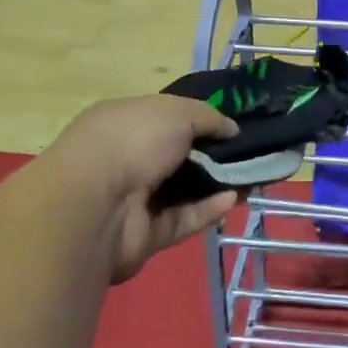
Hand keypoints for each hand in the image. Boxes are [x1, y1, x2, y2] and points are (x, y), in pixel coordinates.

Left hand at [40, 95, 238, 280]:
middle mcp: (126, 158)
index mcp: (125, 122)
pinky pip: (181, 220)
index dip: (198, 121)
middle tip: (249, 154)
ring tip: (252, 178)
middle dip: (212, 155)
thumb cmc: (132, 141)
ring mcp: (133, 199)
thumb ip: (209, 117)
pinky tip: (233, 199)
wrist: (95, 205)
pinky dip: (207, 210)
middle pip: (177, 156)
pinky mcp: (143, 235)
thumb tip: (232, 129)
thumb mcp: (177, 112)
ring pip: (182, 191)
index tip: (231, 126)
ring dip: (216, 184)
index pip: (165, 118)